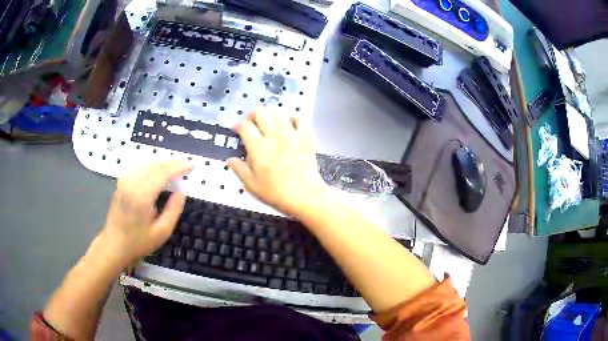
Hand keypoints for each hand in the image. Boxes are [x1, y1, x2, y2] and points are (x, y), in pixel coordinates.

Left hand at [100, 161, 191, 264]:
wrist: (114, 245)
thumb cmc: (138, 242)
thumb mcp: (162, 233)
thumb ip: (173, 210)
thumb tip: (181, 192)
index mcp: (142, 196)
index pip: (163, 172)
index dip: (178, 166)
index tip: (191, 166)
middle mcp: (132, 184)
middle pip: (155, 164)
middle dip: (172, 163)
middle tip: (185, 167)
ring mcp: (124, 181)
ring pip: (146, 163)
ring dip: (161, 163)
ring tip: (173, 169)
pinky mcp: (121, 183)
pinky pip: (138, 167)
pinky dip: (150, 166)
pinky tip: (156, 171)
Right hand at [228, 109, 328, 217]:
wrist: (306, 195)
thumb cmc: (276, 193)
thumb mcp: (252, 185)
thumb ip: (239, 169)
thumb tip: (230, 159)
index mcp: (258, 147)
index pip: (245, 126)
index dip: (238, 126)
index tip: (237, 131)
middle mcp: (274, 135)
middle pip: (260, 112)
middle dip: (252, 116)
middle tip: (252, 125)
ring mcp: (291, 133)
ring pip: (278, 112)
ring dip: (270, 116)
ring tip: (269, 126)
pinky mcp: (306, 136)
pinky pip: (299, 118)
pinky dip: (292, 119)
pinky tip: (289, 126)